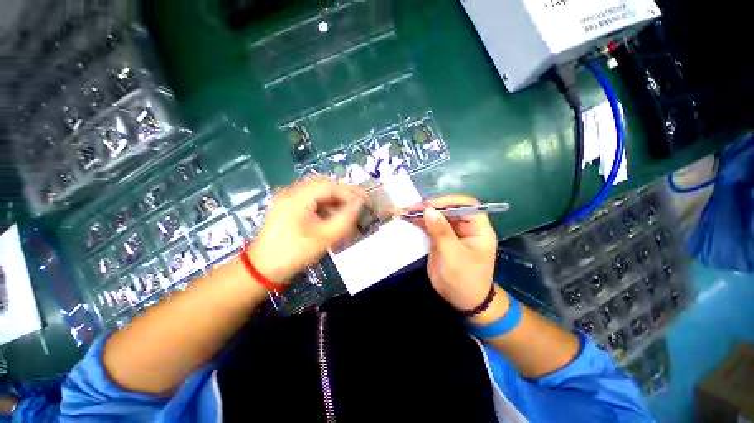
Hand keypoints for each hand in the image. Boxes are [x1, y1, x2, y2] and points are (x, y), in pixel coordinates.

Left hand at [247, 177, 365, 282]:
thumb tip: (359, 202)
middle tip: (357, 203)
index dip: (348, 192)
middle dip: (342, 193)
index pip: (328, 186)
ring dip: (334, 199)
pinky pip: (311, 199)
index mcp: (297, 198)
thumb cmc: (294, 253)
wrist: (263, 269)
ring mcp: (288, 199)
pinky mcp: (288, 206)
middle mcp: (291, 193)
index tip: (364, 200)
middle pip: (322, 185)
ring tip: (347, 211)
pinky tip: (332, 215)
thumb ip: (345, 218)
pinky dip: (324, 205)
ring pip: (317, 191)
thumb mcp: (325, 237)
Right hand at [404, 196, 497, 311]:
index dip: (447, 202)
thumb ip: (441, 232)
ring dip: (422, 213)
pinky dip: (419, 222)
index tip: (429, 206)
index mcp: (478, 228)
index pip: (466, 205)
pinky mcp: (441, 238)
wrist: (462, 301)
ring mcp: (452, 232)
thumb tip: (429, 210)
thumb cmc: (464, 280)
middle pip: (449, 208)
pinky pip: (430, 226)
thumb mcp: (453, 256)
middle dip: (430, 207)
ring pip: (438, 216)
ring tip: (405, 212)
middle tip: (411, 209)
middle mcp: (466, 226)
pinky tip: (408, 219)